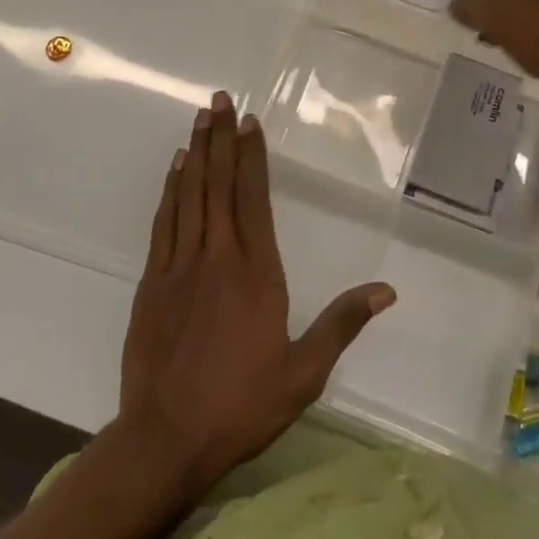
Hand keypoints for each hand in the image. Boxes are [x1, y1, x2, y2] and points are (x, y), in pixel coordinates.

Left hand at [119, 92, 394, 496]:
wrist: (165, 438)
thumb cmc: (241, 405)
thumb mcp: (304, 373)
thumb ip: (341, 325)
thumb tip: (386, 290)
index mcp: (256, 273)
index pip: (254, 198)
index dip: (252, 156)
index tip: (250, 121)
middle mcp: (217, 256)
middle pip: (219, 184)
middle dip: (221, 138)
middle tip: (219, 100)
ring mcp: (179, 265)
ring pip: (189, 194)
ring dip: (196, 153)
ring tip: (200, 119)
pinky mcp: (152, 281)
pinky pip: (164, 221)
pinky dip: (170, 189)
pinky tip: (175, 169)